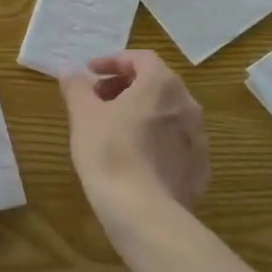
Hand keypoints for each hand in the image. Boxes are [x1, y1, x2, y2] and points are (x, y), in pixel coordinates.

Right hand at [61, 50, 209, 239]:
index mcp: (162, 85)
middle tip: (98, 100)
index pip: (141, 58)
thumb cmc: (109, 152)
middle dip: (125, 87)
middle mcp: (187, 105)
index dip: (113, 61)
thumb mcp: (83, 114)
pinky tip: (134, 157)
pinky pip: (175, 143)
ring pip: (167, 114)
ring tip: (114, 129)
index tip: (90, 73)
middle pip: (156, 84)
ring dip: (141, 113)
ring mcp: (198, 139)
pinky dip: (155, 140)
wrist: (143, 212)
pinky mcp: (200, 169)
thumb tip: (70, 71)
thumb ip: (76, 86)